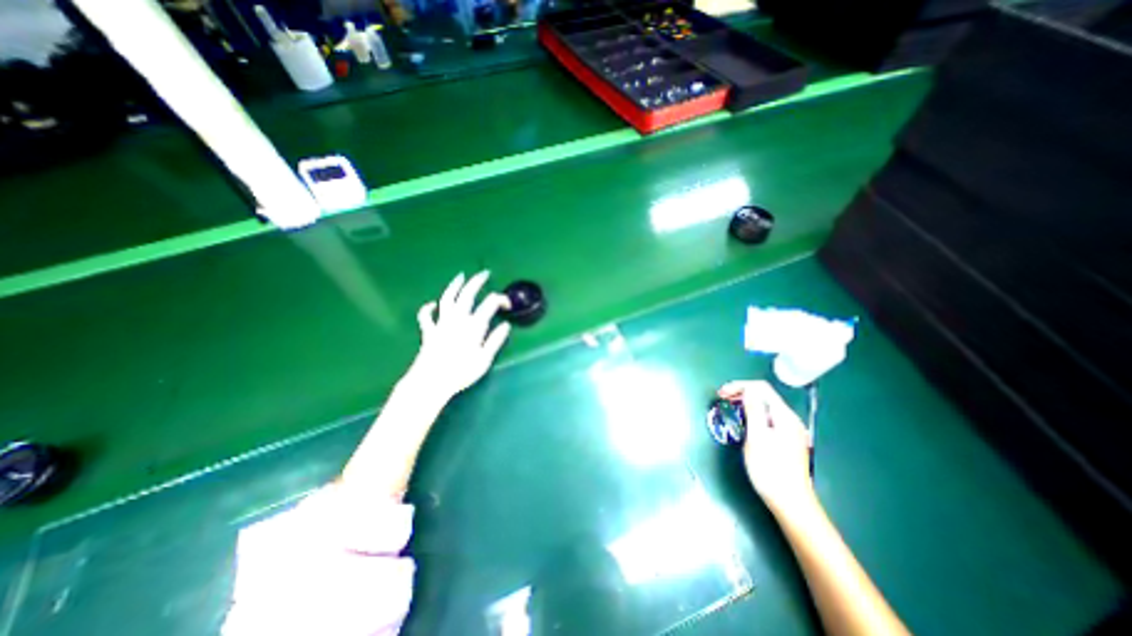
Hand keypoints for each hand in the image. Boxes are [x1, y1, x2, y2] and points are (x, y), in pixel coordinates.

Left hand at [407, 271, 513, 400]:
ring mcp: (441, 323)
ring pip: (447, 299)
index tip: (508, 304)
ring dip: (454, 286)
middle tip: (484, 273)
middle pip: (467, 294)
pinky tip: (432, 304)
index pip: (490, 304)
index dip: (500, 299)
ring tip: (460, 276)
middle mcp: (457, 319)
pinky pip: (426, 316)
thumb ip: (495, 340)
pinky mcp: (429, 331)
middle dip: (476, 282)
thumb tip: (506, 325)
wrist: (431, 381)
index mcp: (474, 325)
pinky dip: (428, 308)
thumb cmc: (461, 372)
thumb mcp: (484, 359)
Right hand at [716, 379, 812, 516]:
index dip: (739, 386)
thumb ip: (753, 410)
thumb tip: (748, 389)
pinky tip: (744, 422)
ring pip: (765, 407)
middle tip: (722, 399)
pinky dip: (753, 415)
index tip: (721, 394)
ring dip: (746, 403)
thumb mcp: (757, 437)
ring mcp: (790, 431)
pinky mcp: (786, 441)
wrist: (791, 504)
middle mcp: (790, 420)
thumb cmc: (770, 470)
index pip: (761, 388)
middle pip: (764, 396)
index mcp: (784, 416)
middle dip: (741, 393)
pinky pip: (768, 419)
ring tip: (729, 409)